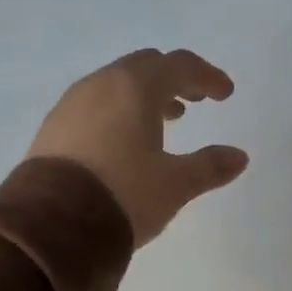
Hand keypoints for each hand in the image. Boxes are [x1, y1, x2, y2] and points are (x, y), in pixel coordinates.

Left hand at [29, 49, 249, 246]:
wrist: (52, 225)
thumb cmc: (123, 195)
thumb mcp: (174, 185)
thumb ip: (209, 166)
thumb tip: (239, 157)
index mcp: (136, 88)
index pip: (180, 65)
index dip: (207, 76)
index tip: (225, 94)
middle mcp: (101, 84)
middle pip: (145, 66)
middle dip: (174, 79)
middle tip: (194, 101)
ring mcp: (72, 103)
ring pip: (116, 84)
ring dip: (144, 95)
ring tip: (165, 121)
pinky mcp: (53, 127)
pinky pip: (94, 104)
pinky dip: (118, 110)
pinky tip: (123, 140)